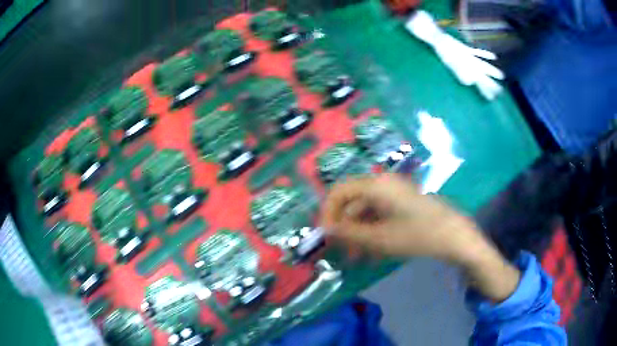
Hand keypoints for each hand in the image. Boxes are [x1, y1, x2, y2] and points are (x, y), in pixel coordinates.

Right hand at [321, 174, 482, 260]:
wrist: (454, 235)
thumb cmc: (418, 235)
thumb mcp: (380, 239)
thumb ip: (349, 233)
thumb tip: (327, 230)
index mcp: (376, 185)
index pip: (339, 192)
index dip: (328, 213)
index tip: (326, 236)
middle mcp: (383, 183)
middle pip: (353, 202)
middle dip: (345, 227)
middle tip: (342, 251)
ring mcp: (395, 192)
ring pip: (366, 210)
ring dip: (359, 233)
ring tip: (358, 257)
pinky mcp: (403, 201)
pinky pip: (380, 214)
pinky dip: (373, 230)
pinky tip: (374, 251)